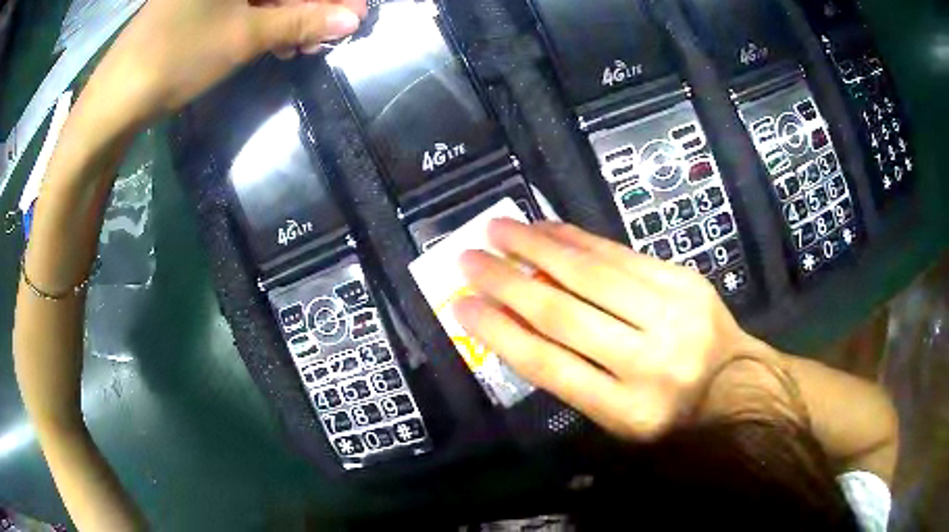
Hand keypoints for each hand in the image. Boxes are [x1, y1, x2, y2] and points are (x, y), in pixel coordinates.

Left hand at [80, 0, 366, 123]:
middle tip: (327, 33)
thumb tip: (351, 18)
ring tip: (300, 45)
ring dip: (285, 17)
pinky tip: (272, 42)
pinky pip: (238, 5)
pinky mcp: (193, 6)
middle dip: (305, 7)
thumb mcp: (243, 37)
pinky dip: (259, 21)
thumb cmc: (177, 57)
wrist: (114, 99)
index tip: (351, 12)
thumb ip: (300, 22)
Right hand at [454, 220, 763, 439]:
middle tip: (469, 259)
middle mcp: (648, 362)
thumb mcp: (618, 422)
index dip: (498, 332)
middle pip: (563, 314)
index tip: (461, 305)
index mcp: (626, 410)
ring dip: (536, 247)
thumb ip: (571, 380)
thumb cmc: (672, 415)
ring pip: (590, 273)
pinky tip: (548, 228)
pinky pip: (621, 254)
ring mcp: (671, 315)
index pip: (548, 365)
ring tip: (499, 229)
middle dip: (507, 282)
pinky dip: (578, 239)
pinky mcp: (684, 281)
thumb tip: (516, 327)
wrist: (738, 386)